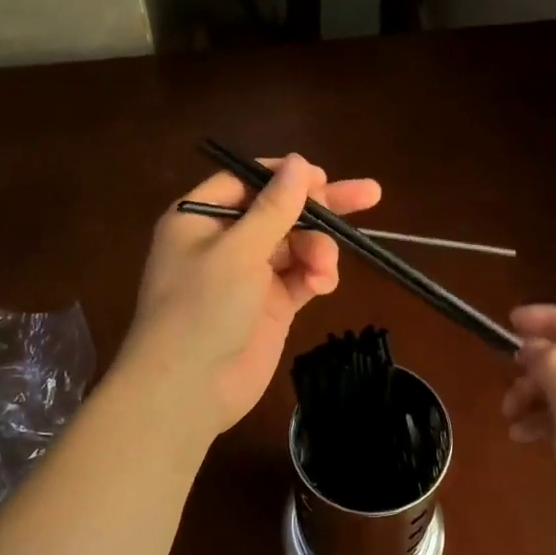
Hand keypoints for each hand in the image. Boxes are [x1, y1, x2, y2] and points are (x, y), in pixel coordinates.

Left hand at [117, 155, 381, 444]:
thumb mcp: (238, 251)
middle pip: (280, 211)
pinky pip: (300, 277)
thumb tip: (300, 162)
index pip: (248, 181)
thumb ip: (274, 207)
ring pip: (296, 244)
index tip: (323, 177)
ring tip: (325, 269)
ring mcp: (249, 274)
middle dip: (321, 207)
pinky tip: (323, 284)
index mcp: (200, 218)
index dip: (286, 177)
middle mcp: (224, 241)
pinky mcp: (270, 304)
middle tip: (369, 194)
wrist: (187, 392)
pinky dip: (315, 276)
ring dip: (317, 250)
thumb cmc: (201, 308)